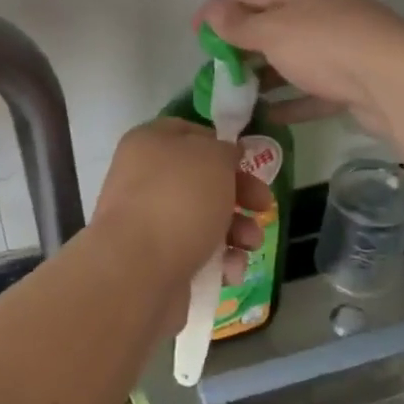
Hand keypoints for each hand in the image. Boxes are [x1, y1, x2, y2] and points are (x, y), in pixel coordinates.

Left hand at [92, 119, 270, 329]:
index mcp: (149, 144)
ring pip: (205, 220)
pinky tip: (230, 270)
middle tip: (263, 206)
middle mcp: (144, 179)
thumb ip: (225, 150)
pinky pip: (198, 254)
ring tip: (250, 244)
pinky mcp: (157, 260)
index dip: (221, 145)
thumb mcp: (213, 157)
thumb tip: (225, 156)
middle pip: (203, 180)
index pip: (189, 133)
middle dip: (241, 194)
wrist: (139, 270)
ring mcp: (149, 222)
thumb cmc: (179, 200)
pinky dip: (220, 261)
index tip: (248, 161)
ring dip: (238, 231)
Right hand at [198, 0, 403, 134]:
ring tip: (234, 95)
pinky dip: (289, 101)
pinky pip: (311, 90)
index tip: (194, 34)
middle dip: (241, 46)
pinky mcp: (350, 82)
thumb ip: (239, 24)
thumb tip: (211, 11)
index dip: (219, 11)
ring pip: (292, 60)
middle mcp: (322, 13)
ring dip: (264, 76)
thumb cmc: (324, 44)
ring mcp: (339, 48)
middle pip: (272, 26)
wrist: (392, 80)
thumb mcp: (272, 30)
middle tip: (214, 68)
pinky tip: (266, 116)